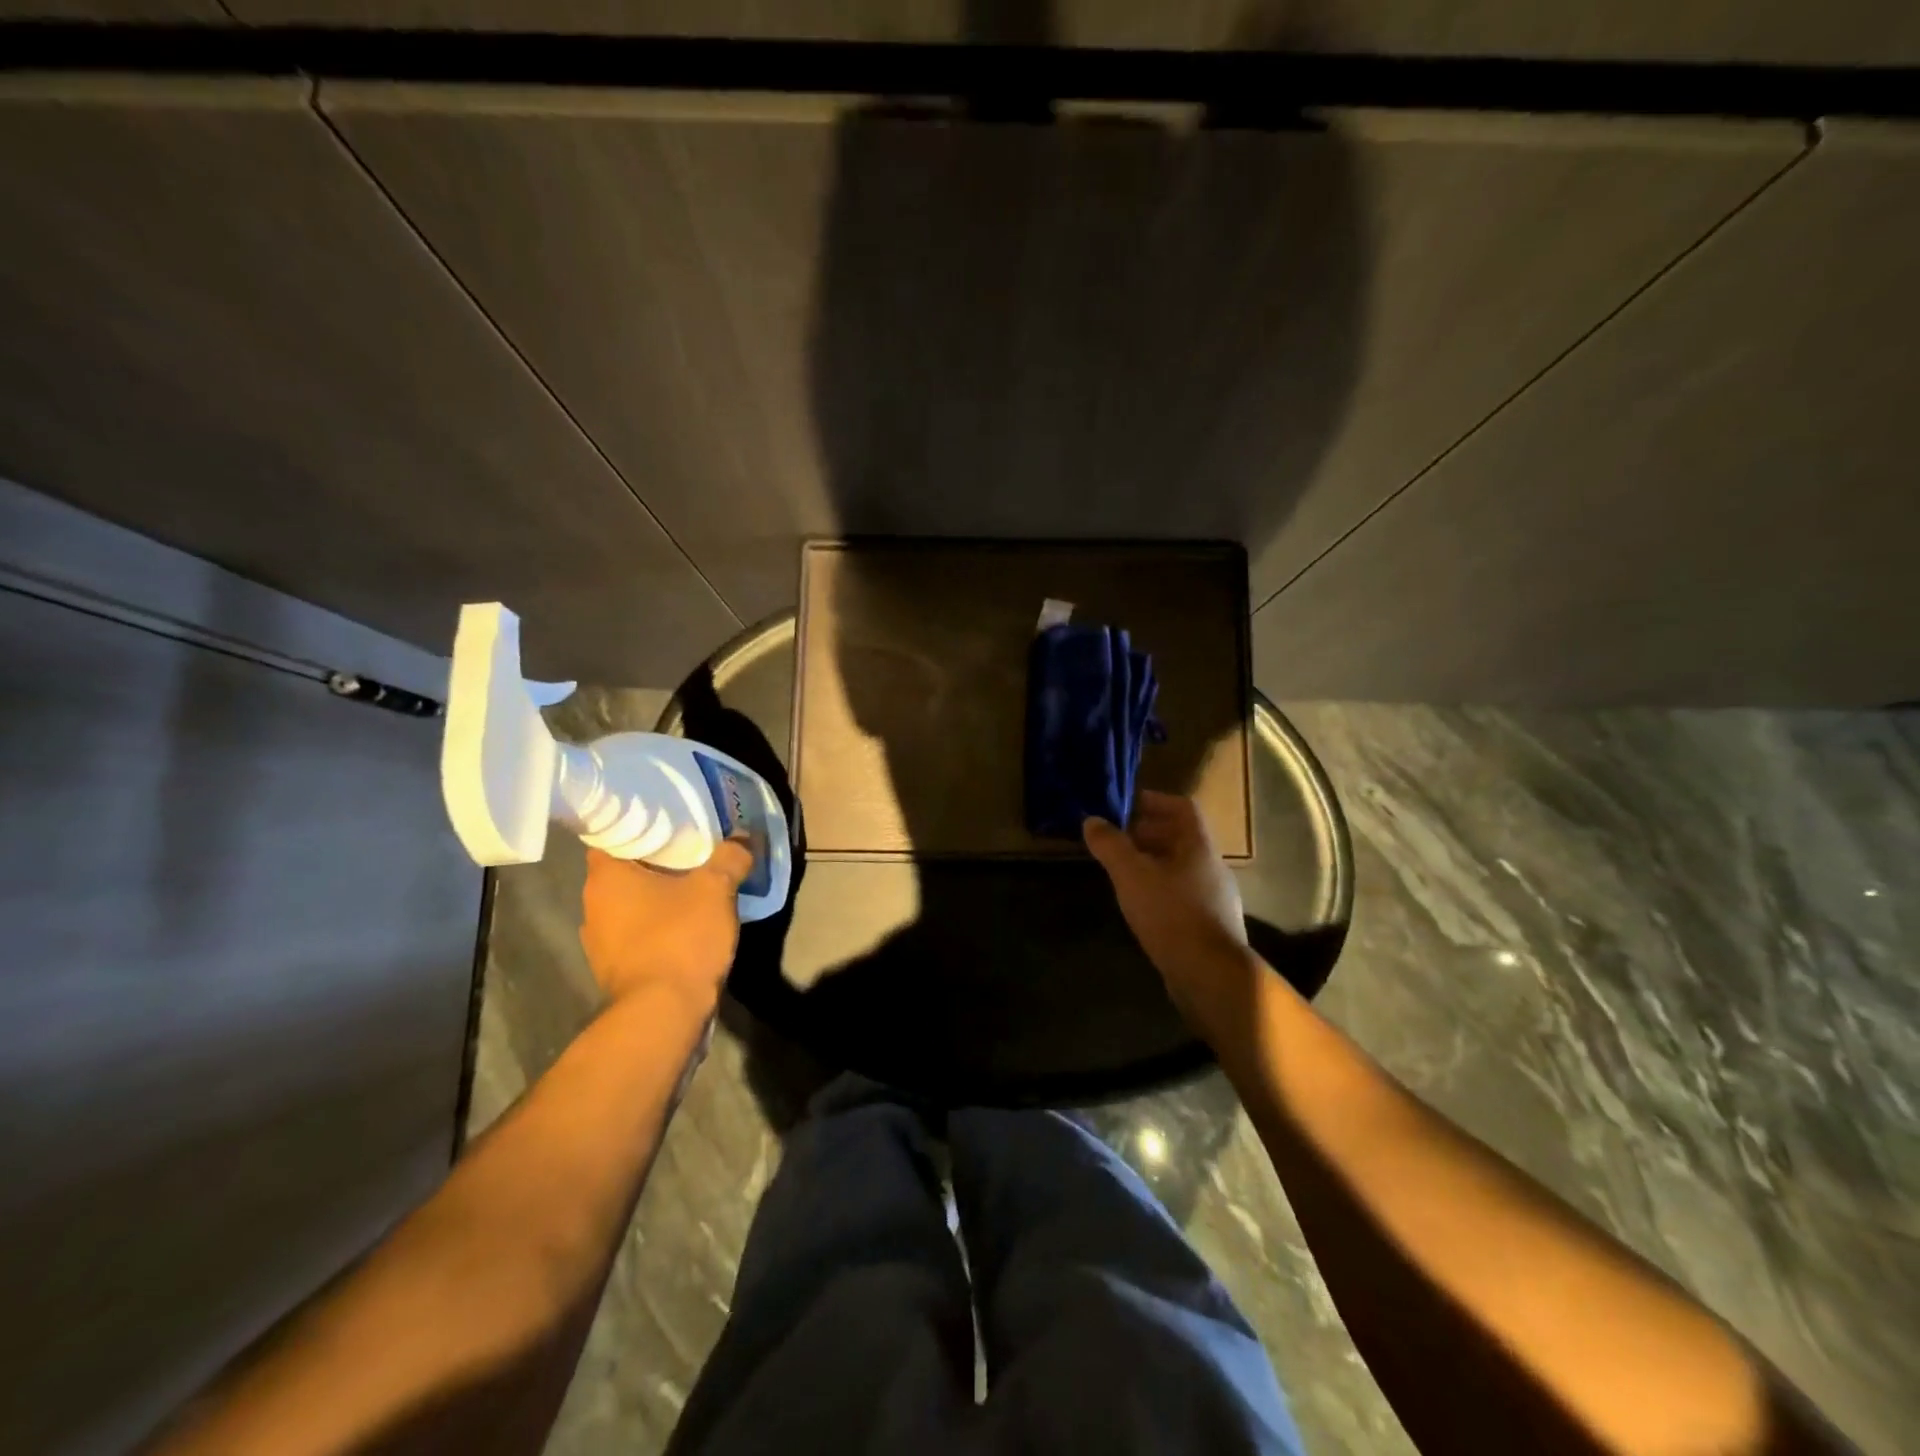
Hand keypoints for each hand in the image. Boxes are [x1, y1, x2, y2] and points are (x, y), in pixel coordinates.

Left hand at [579, 840, 751, 1009]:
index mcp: (606, 878)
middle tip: (691, 851)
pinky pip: (637, 935)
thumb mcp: (716, 888)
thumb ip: (730, 857)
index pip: (613, 835)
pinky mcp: (615, 971)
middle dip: (656, 862)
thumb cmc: (680, 939)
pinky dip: (658, 928)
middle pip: (624, 871)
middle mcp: (592, 906)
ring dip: (657, 898)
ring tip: (693, 889)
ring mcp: (599, 943)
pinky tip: (686, 928)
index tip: (670, 822)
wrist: (664, 1014)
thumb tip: (741, 837)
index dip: (640, 826)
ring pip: (630, 905)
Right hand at [1083, 791, 1256, 1037]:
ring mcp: (1216, 898)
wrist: (1211, 976)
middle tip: (1117, 839)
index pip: (1183, 808)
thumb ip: (1111, 845)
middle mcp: (1213, 867)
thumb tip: (1092, 820)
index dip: (1155, 801)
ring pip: (1182, 868)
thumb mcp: (1132, 875)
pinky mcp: (1211, 925)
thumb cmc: (1171, 914)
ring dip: (1154, 863)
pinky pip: (1184, 894)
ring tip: (1123, 872)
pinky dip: (1162, 889)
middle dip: (1149, 834)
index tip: (1128, 804)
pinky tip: (1142, 906)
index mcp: (1199, 847)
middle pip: (1182, 838)